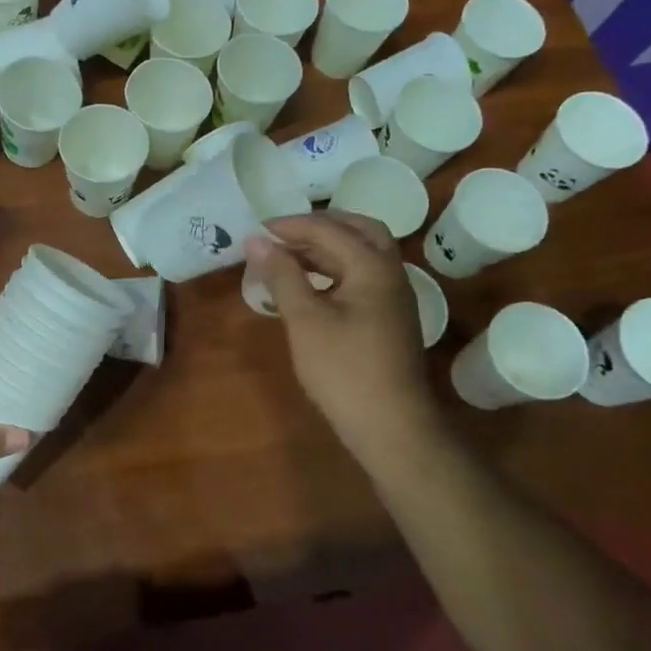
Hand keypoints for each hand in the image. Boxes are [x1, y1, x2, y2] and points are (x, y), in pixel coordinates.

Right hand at [245, 212, 441, 461]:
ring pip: (362, 255)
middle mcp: (390, 273)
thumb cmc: (343, 369)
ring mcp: (394, 297)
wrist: (391, 425)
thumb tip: (257, 240)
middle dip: (320, 226)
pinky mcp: (389, 318)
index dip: (290, 225)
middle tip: (284, 234)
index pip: (329, 229)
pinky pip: (363, 277)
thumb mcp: (304, 319)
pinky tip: (311, 287)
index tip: (257, 231)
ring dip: (327, 248)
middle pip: (359, 231)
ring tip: (289, 257)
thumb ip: (281, 275)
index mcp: (372, 266)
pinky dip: (336, 270)